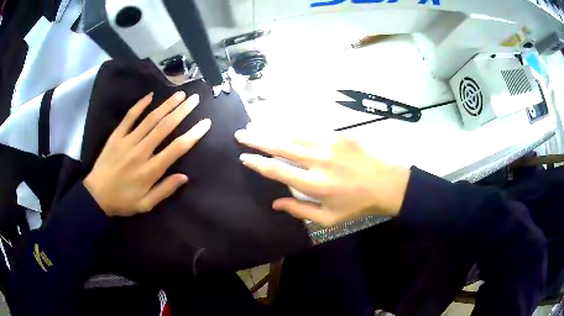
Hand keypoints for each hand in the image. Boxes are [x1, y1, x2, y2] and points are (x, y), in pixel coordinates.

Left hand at [84, 91, 210, 216]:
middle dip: (182, 111)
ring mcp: (127, 141)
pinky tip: (150, 96)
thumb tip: (184, 177)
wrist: (96, 196)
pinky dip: (140, 105)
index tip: (205, 123)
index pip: (176, 148)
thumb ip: (165, 190)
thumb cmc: (123, 201)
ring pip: (150, 119)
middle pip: (165, 127)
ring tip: (180, 94)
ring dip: (166, 105)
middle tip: (195, 99)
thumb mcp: (146, 204)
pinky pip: (129, 117)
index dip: (193, 134)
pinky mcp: (116, 136)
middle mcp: (141, 151)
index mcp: (150, 170)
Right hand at [234, 129, 409, 226]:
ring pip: (292, 133)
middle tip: (240, 134)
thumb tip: (274, 203)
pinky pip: (309, 129)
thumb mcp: (328, 219)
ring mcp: (328, 144)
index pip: (277, 171)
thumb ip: (299, 210)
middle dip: (257, 139)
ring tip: (255, 125)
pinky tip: (282, 125)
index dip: (257, 163)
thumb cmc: (357, 205)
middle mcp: (317, 161)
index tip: (244, 157)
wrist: (386, 183)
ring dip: (271, 129)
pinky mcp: (338, 134)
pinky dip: (292, 127)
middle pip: (280, 146)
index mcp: (314, 184)